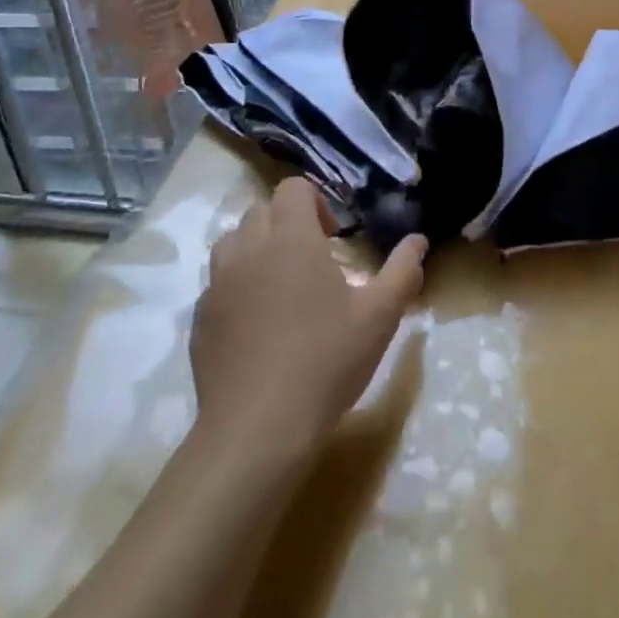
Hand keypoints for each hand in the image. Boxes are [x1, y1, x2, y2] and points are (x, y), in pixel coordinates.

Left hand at [191, 178, 426, 459]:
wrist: (258, 429)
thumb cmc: (326, 361)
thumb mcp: (380, 316)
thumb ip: (402, 271)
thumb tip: (418, 240)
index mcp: (290, 239)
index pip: (293, 188)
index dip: (316, 203)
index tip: (333, 239)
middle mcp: (248, 250)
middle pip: (261, 210)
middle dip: (288, 224)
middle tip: (313, 261)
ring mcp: (217, 285)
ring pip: (233, 243)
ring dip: (257, 250)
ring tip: (282, 287)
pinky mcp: (199, 320)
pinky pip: (217, 285)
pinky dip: (237, 288)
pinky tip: (258, 326)